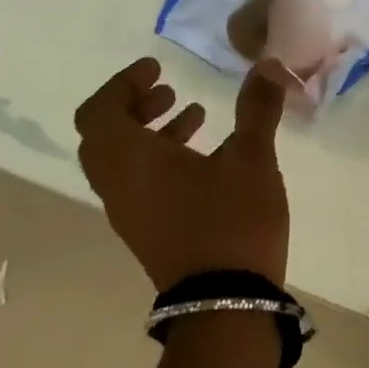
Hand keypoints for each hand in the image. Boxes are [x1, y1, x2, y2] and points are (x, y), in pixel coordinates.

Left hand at [74, 57, 296, 289]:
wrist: (225, 304)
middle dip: (133, 105)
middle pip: (104, 134)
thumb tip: (268, 64)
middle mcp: (118, 185)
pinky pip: (136, 182)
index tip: (157, 69)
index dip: (123, 83)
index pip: (99, 111)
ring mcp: (129, 213)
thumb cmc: (232, 221)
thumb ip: (257, 108)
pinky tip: (204, 157)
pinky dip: (157, 157)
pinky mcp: (146, 231)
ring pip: (121, 160)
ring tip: (194, 115)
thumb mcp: (251, 157)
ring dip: (148, 131)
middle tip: (168, 89)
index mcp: (131, 160)